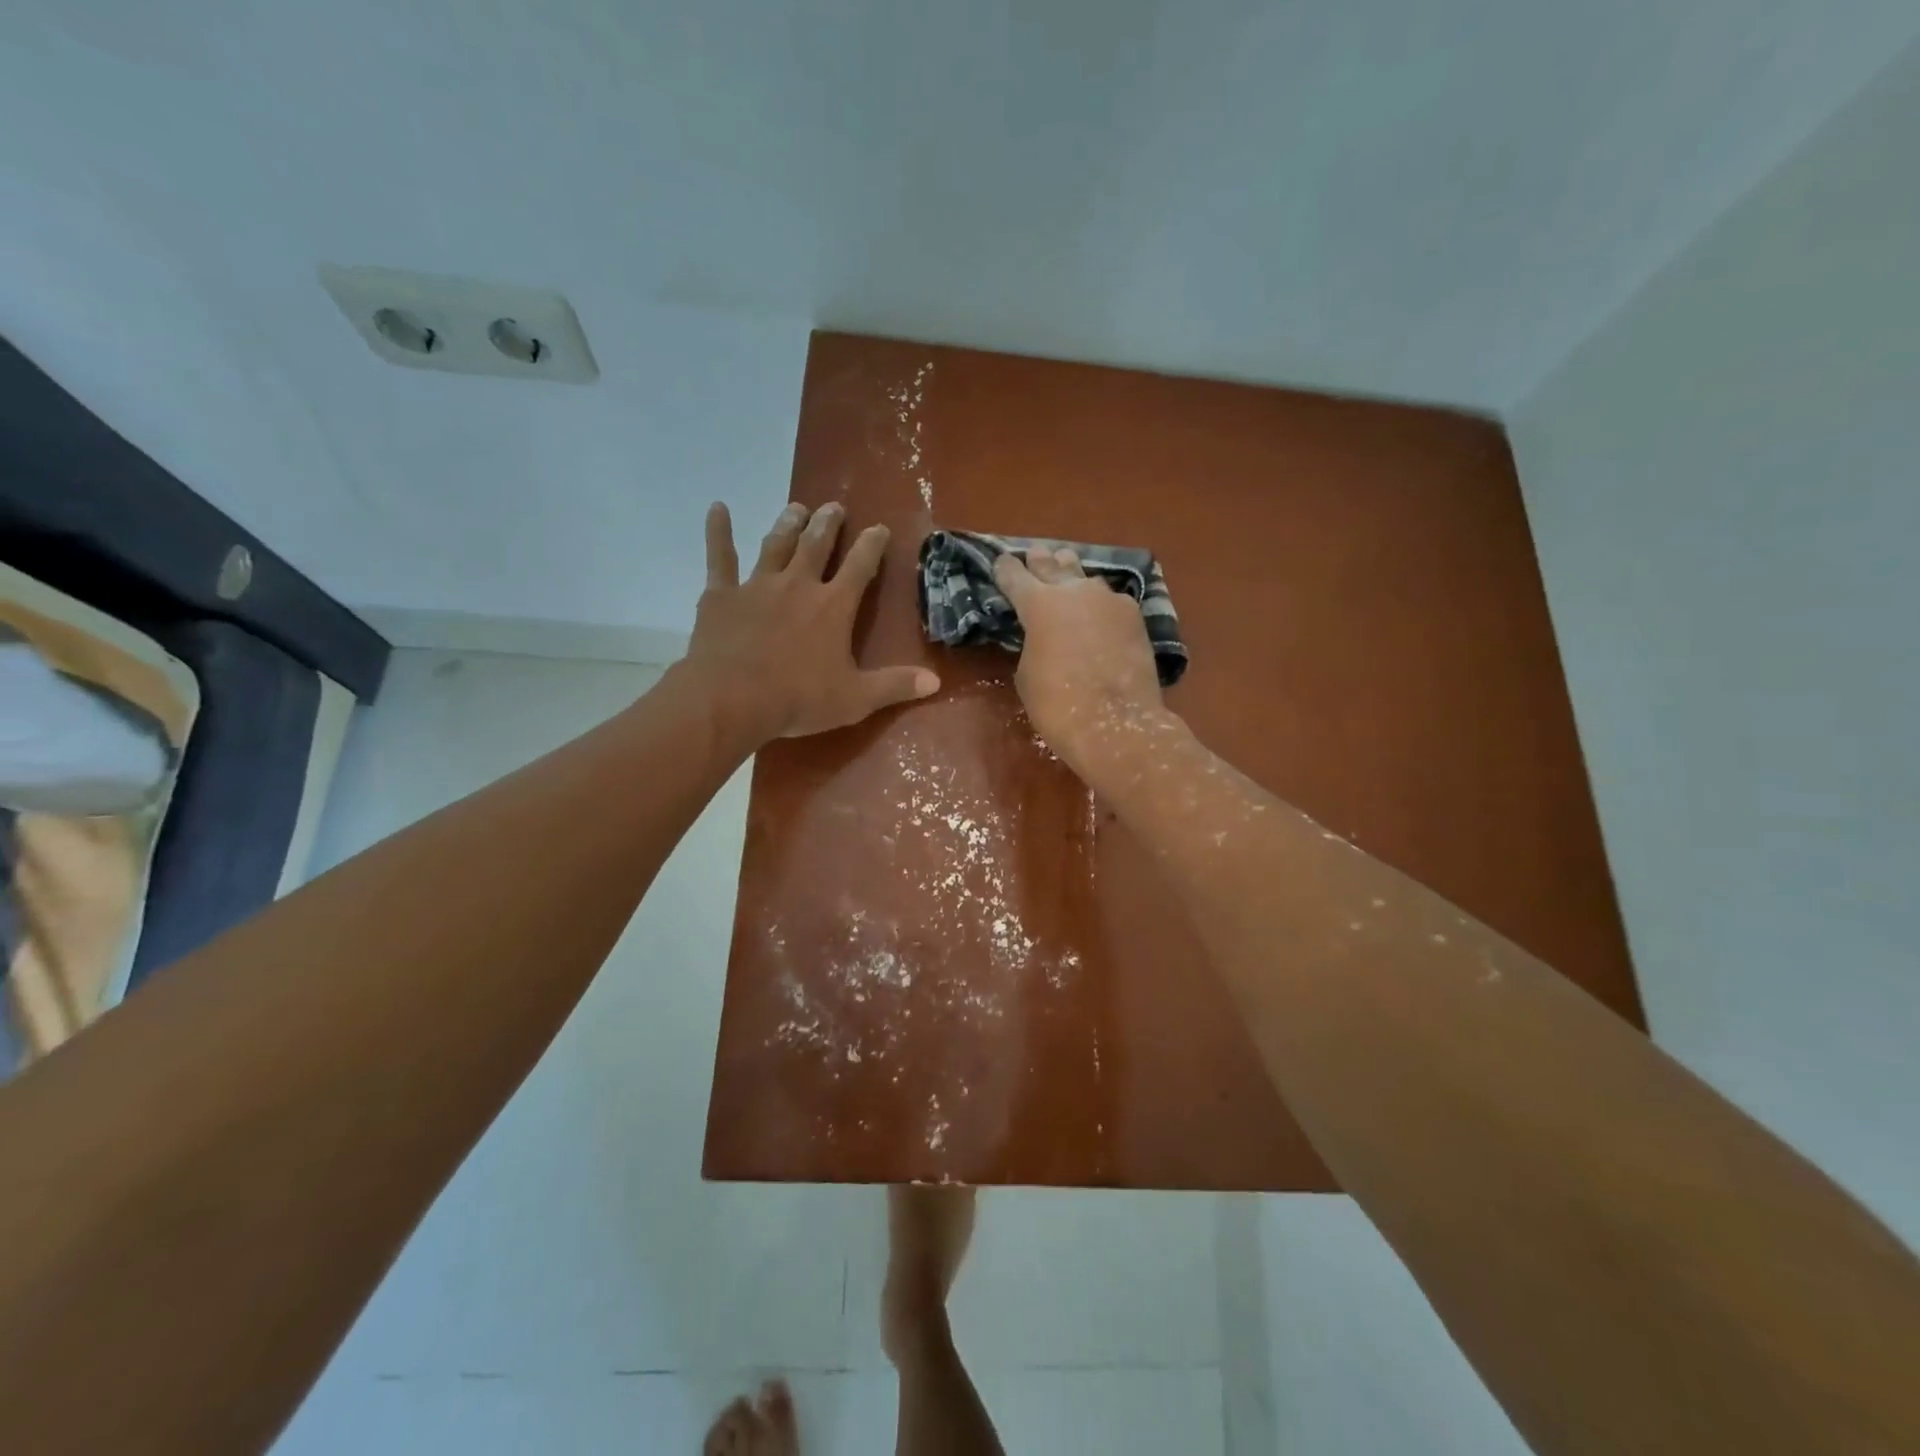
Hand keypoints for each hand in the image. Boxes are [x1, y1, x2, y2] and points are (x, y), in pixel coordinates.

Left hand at [680, 501, 939, 742]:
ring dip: (788, 524)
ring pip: (776, 546)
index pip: (860, 567)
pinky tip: (717, 509)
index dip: (872, 545)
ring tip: (796, 507)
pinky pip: (720, 558)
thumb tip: (935, 680)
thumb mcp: (856, 699)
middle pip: (816, 546)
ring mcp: (757, 586)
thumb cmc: (798, 699)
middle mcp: (798, 585)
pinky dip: (718, 532)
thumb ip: (895, 686)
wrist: (731, 700)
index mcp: (834, 606)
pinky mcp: (721, 596)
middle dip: (828, 524)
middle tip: (834, 507)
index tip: (879, 527)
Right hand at [992, 547, 1170, 777]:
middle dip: (1041, 561)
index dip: (1004, 569)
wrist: (1115, 724)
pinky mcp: (1134, 616)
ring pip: (1086, 579)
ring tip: (1069, 574)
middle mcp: (1074, 591)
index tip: (1000, 563)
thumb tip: (1044, 635)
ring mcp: (1109, 600)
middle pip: (1053, 565)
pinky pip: (1111, 601)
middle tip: (1036, 554)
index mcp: (1038, 604)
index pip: (1014, 576)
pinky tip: (1100, 612)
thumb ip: (1032, 643)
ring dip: (1074, 578)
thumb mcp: (1027, 673)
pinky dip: (1101, 604)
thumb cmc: (1058, 705)